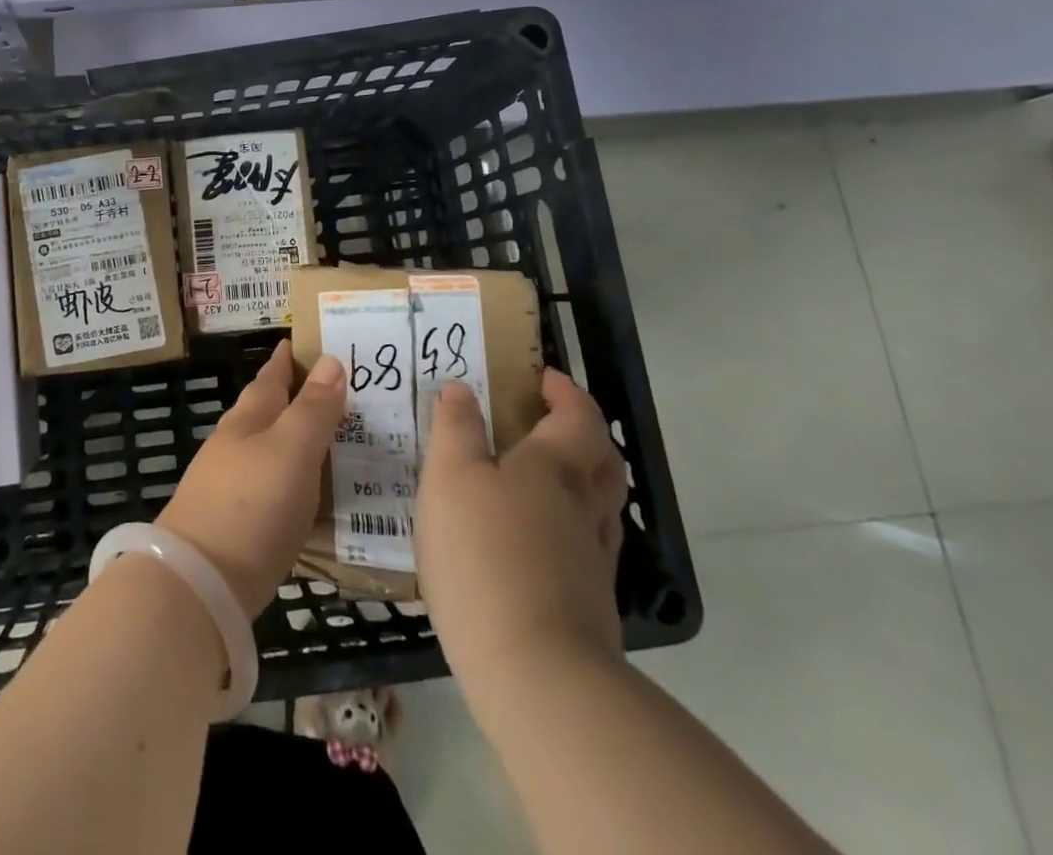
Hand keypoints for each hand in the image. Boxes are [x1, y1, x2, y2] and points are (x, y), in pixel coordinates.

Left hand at [156, 341, 346, 614]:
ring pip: (265, 449)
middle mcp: (234, 445)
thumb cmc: (252, 504)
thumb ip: (313, 409)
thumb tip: (331, 360)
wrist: (200, 582)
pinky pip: (268, 486)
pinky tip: (303, 493)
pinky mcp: (232, 524)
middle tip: (327, 389)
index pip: (270, 378)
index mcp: (248, 420)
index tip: (299, 342)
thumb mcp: (292, 449)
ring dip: (290, 439)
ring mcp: (227, 485)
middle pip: (263, 411)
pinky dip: (288, 479)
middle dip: (290, 397)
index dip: (286, 360)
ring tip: (323, 439)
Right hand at [415, 370, 626, 691]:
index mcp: (555, 467)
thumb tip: (461, 389)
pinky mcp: (589, 605)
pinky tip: (536, 543)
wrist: (536, 675)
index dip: (566, 392)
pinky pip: (587, 547)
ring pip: (601, 507)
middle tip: (549, 422)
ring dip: (581, 482)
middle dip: (583, 434)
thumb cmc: (485, 555)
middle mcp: (585, 507)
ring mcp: (594, 560)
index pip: (578, 416)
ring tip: (539, 481)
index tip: (544, 378)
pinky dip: (569, 529)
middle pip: (603, 460)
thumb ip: (455, 428)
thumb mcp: (450, 477)